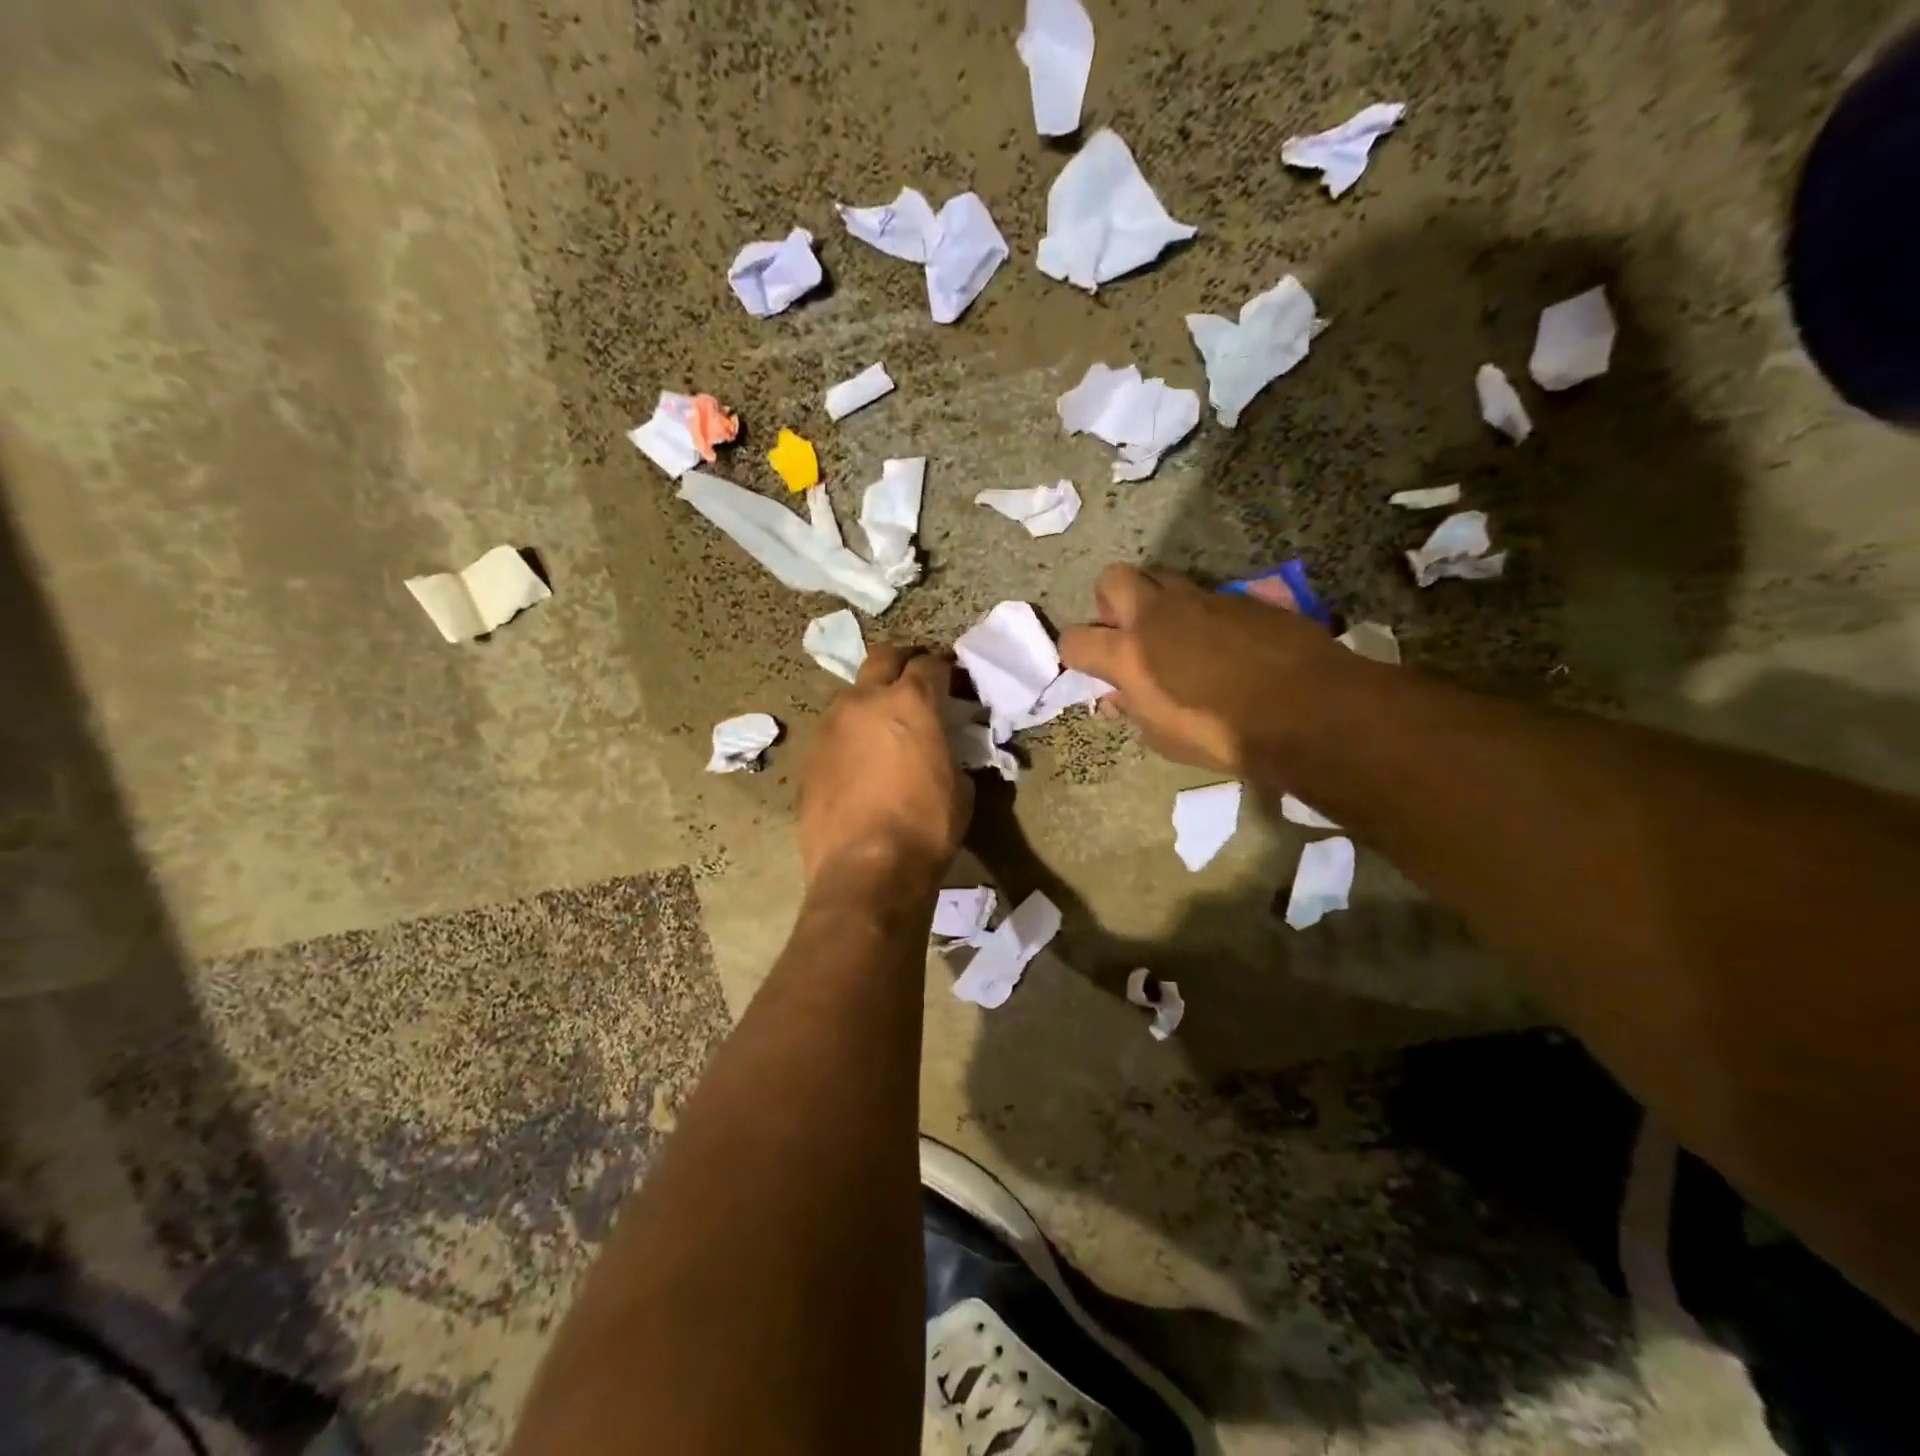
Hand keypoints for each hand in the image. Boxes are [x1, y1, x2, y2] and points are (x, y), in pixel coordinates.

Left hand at [799, 645, 972, 894]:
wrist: (866, 868)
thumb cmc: (926, 826)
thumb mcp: (960, 787)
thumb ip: (949, 753)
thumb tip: (941, 751)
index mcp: (910, 702)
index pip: (930, 664)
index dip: (945, 668)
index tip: (953, 680)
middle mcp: (865, 701)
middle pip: (883, 658)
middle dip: (902, 662)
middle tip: (915, 682)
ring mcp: (830, 726)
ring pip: (852, 694)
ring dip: (870, 701)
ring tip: (882, 728)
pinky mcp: (809, 756)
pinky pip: (833, 732)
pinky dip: (850, 736)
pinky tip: (858, 763)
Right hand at [1059, 564, 1342, 773]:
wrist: (1306, 708)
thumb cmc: (1223, 735)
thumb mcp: (1164, 738)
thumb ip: (1133, 710)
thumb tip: (1118, 697)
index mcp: (1129, 653)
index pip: (1075, 639)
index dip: (1077, 654)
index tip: (1092, 669)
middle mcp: (1157, 614)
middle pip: (1112, 580)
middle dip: (1110, 603)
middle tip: (1128, 634)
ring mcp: (1201, 599)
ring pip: (1161, 579)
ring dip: (1157, 603)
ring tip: (1175, 637)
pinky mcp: (1240, 597)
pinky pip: (1206, 596)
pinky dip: (1201, 615)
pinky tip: (1222, 644)